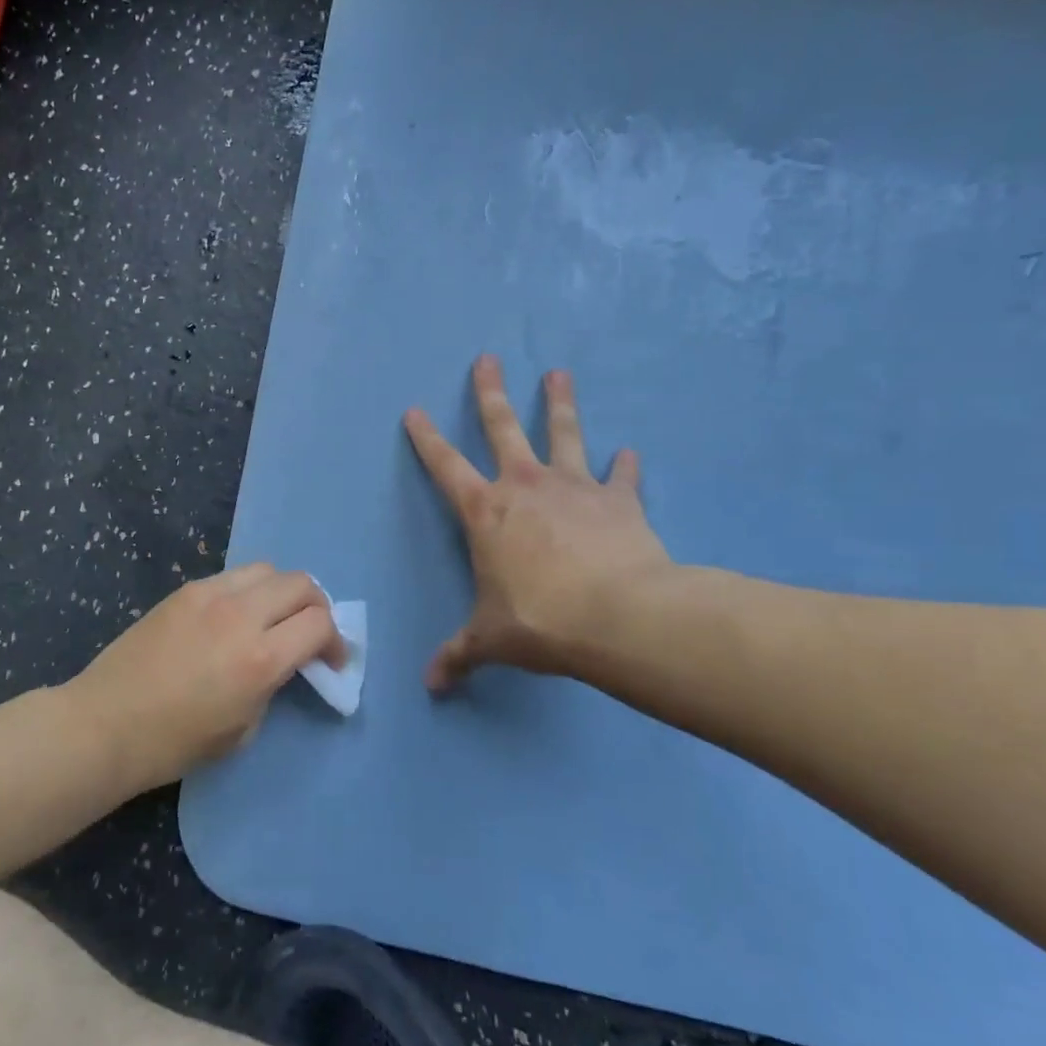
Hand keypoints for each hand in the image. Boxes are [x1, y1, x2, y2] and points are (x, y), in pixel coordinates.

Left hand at [65, 565, 346, 792]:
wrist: (105, 724)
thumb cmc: (174, 744)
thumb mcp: (242, 729)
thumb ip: (271, 685)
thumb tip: (281, 662)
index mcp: (259, 658)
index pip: (320, 623)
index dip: (335, 641)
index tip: (331, 661)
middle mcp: (240, 615)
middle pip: (300, 584)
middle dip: (317, 606)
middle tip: (310, 633)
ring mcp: (210, 595)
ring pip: (267, 569)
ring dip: (282, 592)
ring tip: (274, 618)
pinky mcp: (185, 590)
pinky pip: (232, 576)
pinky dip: (248, 590)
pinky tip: (235, 616)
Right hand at [404, 355, 673, 691]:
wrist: (618, 617)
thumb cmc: (539, 621)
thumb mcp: (491, 640)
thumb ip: (459, 656)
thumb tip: (431, 687)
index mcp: (485, 512)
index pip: (444, 466)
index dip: (426, 438)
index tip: (415, 410)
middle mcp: (525, 486)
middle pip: (503, 428)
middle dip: (491, 392)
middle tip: (488, 358)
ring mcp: (574, 487)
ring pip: (563, 433)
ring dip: (560, 403)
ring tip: (558, 373)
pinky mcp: (618, 501)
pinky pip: (621, 477)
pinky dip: (625, 467)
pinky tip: (630, 453)